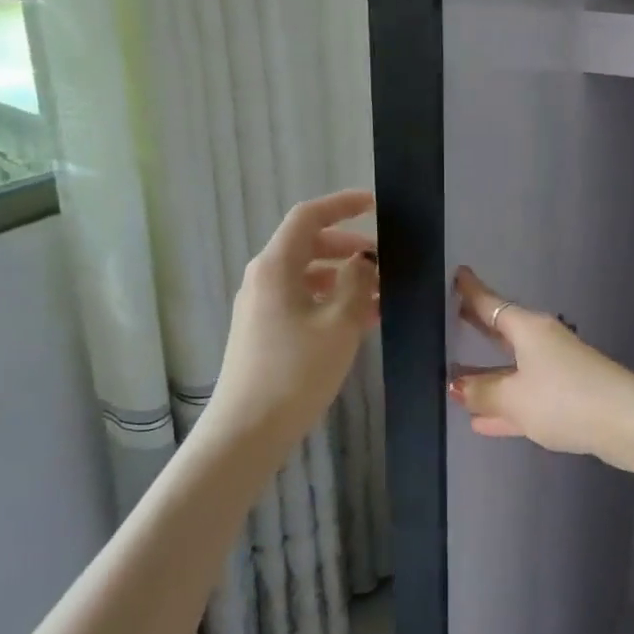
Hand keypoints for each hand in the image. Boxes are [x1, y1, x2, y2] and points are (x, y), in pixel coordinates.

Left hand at [204, 190, 380, 453]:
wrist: (249, 429)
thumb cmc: (296, 371)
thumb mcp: (339, 323)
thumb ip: (357, 283)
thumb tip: (364, 261)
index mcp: (276, 266)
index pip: (308, 217)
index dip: (342, 205)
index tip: (374, 204)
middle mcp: (264, 278)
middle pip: (309, 245)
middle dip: (349, 247)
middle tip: (384, 260)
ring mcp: (262, 305)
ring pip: (309, 276)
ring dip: (345, 278)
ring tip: (381, 296)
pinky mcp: (266, 330)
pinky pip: (304, 300)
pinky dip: (332, 301)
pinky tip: (362, 321)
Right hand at [448, 266, 633, 465]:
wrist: (628, 423)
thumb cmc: (565, 399)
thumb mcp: (515, 398)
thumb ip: (484, 393)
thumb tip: (458, 387)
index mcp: (529, 330)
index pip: (492, 304)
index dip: (472, 292)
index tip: (458, 274)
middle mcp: (543, 343)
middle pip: (504, 332)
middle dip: (479, 328)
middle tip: (453, 316)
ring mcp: (558, 371)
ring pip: (513, 369)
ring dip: (487, 375)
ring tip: (454, 379)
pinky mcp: (568, 399)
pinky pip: (525, 397)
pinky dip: (504, 405)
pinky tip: (481, 421)